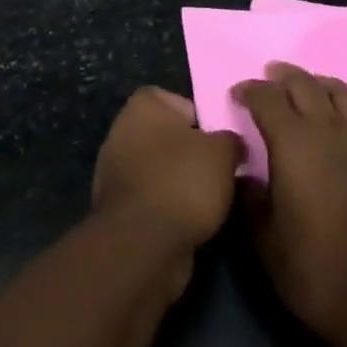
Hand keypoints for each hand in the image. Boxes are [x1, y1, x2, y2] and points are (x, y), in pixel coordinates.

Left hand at [93, 88, 242, 258]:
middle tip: (219, 171)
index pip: (178, 102)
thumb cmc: (184, 181)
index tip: (219, 142)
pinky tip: (189, 222)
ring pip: (160, 169)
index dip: (202, 120)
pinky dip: (168, 207)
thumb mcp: (223, 152)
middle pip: (168, 137)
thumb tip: (232, 144)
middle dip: (192, 154)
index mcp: (142, 105)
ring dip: (180, 183)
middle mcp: (122, 130)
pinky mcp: (116, 208)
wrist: (145, 245)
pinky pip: (151, 198)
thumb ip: (230, 140)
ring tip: (209, 201)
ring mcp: (114, 171)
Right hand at [235, 63, 346, 346]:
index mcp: (292, 141)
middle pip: (303, 83)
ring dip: (319, 83)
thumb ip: (249, 199)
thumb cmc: (315, 269)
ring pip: (340, 90)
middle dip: (282, 76)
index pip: (266, 97)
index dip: (249, 90)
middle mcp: (328, 127)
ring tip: (310, 88)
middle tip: (270, 79)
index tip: (238, 95)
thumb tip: (243, 173)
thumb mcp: (264, 241)